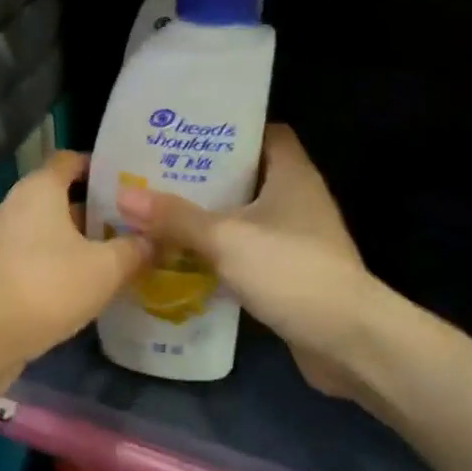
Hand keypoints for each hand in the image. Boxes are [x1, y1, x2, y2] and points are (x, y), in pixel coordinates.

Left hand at [0, 151, 150, 389]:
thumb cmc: (46, 285)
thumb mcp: (105, 269)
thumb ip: (133, 251)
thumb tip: (153, 241)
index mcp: (38, 190)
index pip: (69, 160)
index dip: (97, 167)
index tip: (126, 183)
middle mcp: (11, 207)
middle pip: (56, 199)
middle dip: (90, 212)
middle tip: (126, 229)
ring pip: (41, 233)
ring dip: (70, 244)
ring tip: (107, 262)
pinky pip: (26, 261)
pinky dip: (49, 269)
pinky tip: (74, 292)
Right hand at [116, 125, 375, 400]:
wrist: (347, 341)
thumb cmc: (291, 271)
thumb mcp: (226, 239)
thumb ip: (176, 217)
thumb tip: (124, 196)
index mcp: (292, 175)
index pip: (267, 133)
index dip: (231, 129)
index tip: (189, 133)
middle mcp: (298, 199)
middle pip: (250, 174)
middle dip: (207, 175)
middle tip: (161, 173)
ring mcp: (298, 238)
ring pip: (247, 216)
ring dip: (211, 216)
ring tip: (163, 212)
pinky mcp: (291, 273)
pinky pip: (249, 251)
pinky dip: (222, 252)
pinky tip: (186, 257)